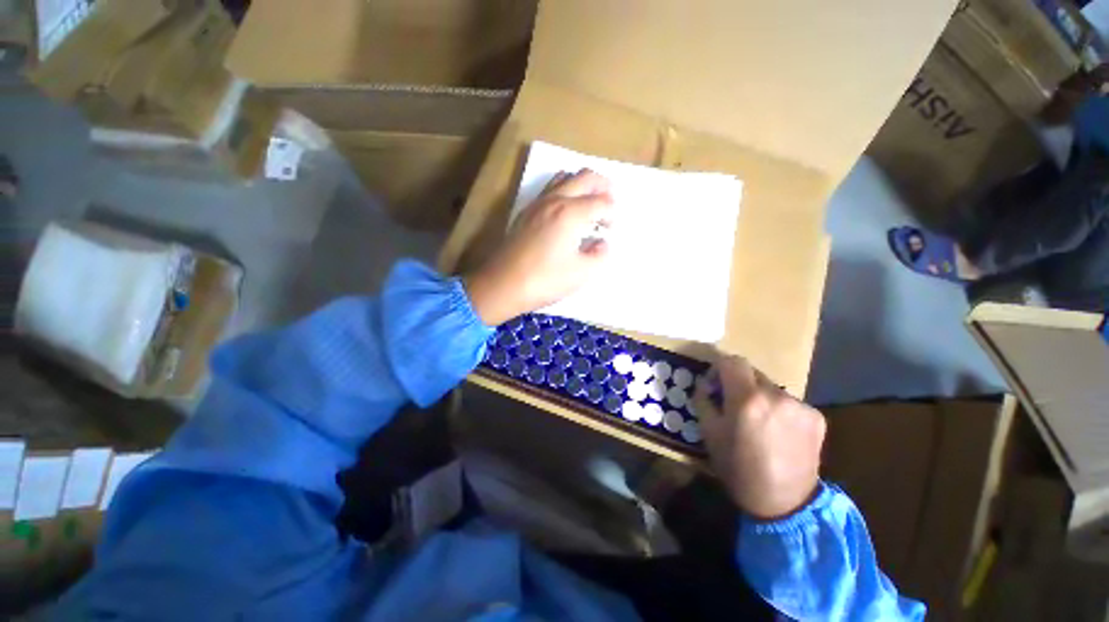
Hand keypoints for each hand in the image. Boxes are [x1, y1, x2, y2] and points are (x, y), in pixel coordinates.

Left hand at [466, 169, 614, 325]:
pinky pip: (550, 189)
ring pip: (564, 177)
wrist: (502, 284)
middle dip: (602, 185)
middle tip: (610, 201)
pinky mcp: (526, 212)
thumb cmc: (545, 280)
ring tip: (589, 201)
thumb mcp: (581, 273)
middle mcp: (555, 200)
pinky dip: (565, 190)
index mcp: (571, 213)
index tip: (611, 228)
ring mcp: (537, 203)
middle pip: (585, 177)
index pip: (601, 202)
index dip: (612, 213)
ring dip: (582, 184)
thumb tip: (602, 243)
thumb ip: (599, 255)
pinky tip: (566, 211)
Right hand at [695, 356, 825, 520]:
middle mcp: (776, 395)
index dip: (719, 368)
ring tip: (758, 423)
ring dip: (760, 397)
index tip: (715, 385)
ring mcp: (800, 406)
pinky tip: (778, 432)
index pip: (732, 361)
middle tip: (734, 406)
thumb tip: (706, 383)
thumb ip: (704, 399)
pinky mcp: (816, 417)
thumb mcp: (708, 432)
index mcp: (747, 399)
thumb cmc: (738, 468)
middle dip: (739, 383)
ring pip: (770, 387)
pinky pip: (789, 402)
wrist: (784, 504)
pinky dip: (779, 409)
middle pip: (752, 373)